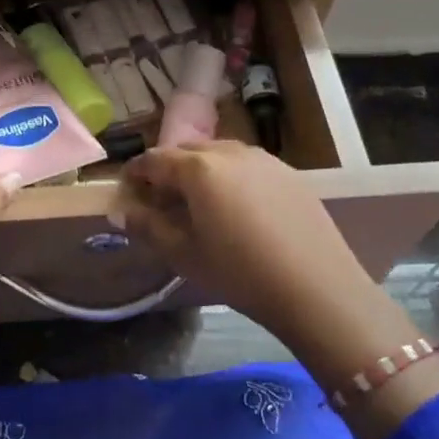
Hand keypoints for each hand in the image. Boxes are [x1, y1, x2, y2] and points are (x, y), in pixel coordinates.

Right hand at [117, 142, 438, 438]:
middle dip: (167, 170)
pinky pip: (246, 166)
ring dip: (200, 172)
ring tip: (198, 204)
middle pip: (186, 152)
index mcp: (198, 168)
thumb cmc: (239, 272)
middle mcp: (229, 152)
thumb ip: (148, 226)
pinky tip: (237, 209)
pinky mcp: (289, 173)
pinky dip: (230, 178)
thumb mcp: (184, 254)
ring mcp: (263, 159)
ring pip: (218, 155)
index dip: (135, 173)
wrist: (317, 286)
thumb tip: (121, 210)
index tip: (127, 190)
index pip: (154, 160)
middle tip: (160, 200)